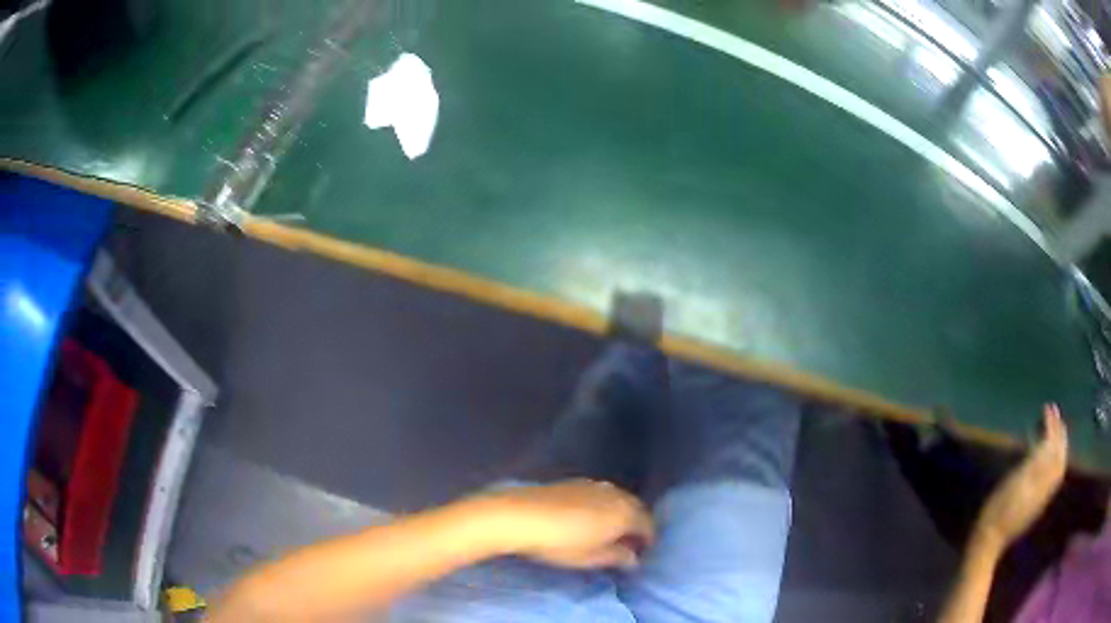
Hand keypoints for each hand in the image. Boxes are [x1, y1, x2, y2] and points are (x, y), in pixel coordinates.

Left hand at [476, 480, 654, 569]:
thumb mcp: (592, 558)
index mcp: (626, 512)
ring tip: (608, 533)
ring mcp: (594, 485)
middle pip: (636, 509)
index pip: (648, 525)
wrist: (520, 515)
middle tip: (627, 545)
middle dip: (636, 526)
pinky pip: (600, 495)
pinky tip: (588, 519)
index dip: (648, 541)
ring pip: (618, 500)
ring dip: (619, 515)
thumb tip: (634, 558)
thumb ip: (618, 557)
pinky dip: (603, 507)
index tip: (641, 555)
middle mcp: (615, 494)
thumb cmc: (561, 542)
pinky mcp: (574, 482)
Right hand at [972, 405, 1067, 555]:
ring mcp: (1042, 496)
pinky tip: (1049, 456)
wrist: (990, 541)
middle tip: (1054, 414)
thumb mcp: (1016, 480)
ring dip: (1059, 444)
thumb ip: (1035, 459)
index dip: (1053, 426)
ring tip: (1055, 431)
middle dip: (1059, 433)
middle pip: (1059, 455)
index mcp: (1042, 478)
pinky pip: (1053, 475)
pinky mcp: (1037, 503)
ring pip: (1058, 465)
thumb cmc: (998, 508)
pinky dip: (1055, 459)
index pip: (1054, 446)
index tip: (1048, 407)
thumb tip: (1049, 438)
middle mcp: (1047, 485)